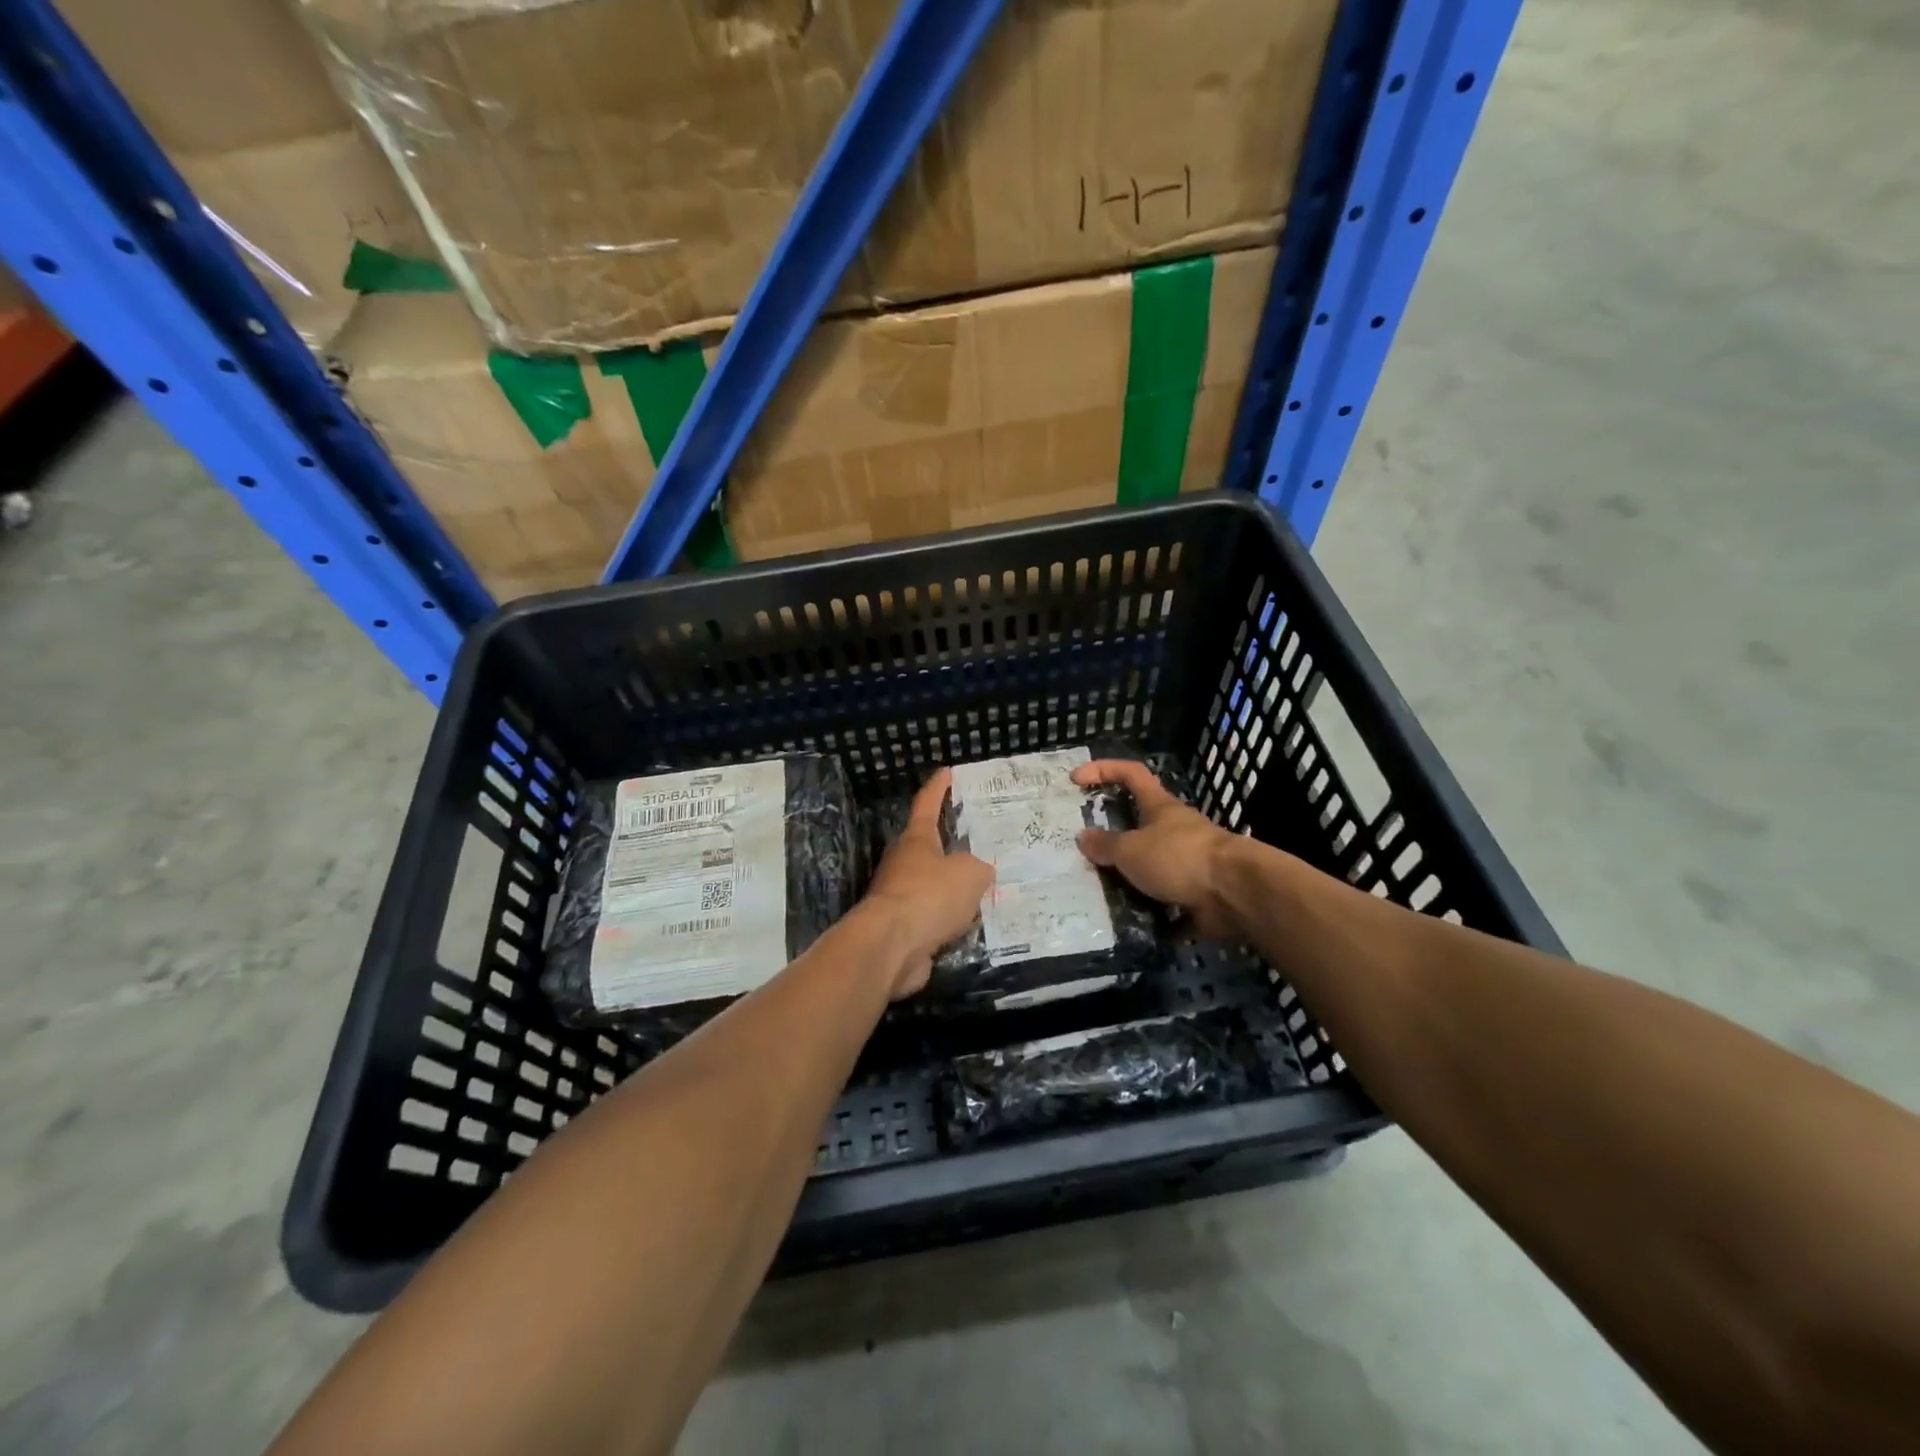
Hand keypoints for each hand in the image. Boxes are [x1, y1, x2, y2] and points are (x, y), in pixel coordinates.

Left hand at [860, 768, 994, 998]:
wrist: (890, 947)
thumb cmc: (929, 895)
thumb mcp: (970, 874)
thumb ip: (980, 868)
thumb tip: (980, 873)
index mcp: (917, 839)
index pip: (927, 803)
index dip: (939, 787)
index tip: (948, 772)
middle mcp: (904, 863)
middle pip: (930, 847)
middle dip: (952, 844)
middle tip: (983, 842)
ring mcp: (900, 896)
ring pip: (933, 885)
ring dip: (954, 887)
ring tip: (986, 888)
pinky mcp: (903, 928)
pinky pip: (933, 917)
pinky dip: (950, 919)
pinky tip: (973, 924)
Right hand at [1073, 759, 1241, 938]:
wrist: (1235, 893)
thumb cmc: (1179, 857)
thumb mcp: (1132, 849)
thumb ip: (1106, 845)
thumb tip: (1082, 837)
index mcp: (1159, 806)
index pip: (1130, 774)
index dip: (1103, 770)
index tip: (1076, 779)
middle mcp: (1174, 829)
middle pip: (1138, 823)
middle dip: (1112, 836)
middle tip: (1084, 851)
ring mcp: (1187, 861)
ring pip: (1150, 865)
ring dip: (1128, 878)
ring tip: (1097, 892)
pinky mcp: (1196, 893)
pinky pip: (1164, 900)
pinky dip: (1149, 911)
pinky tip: (1126, 922)